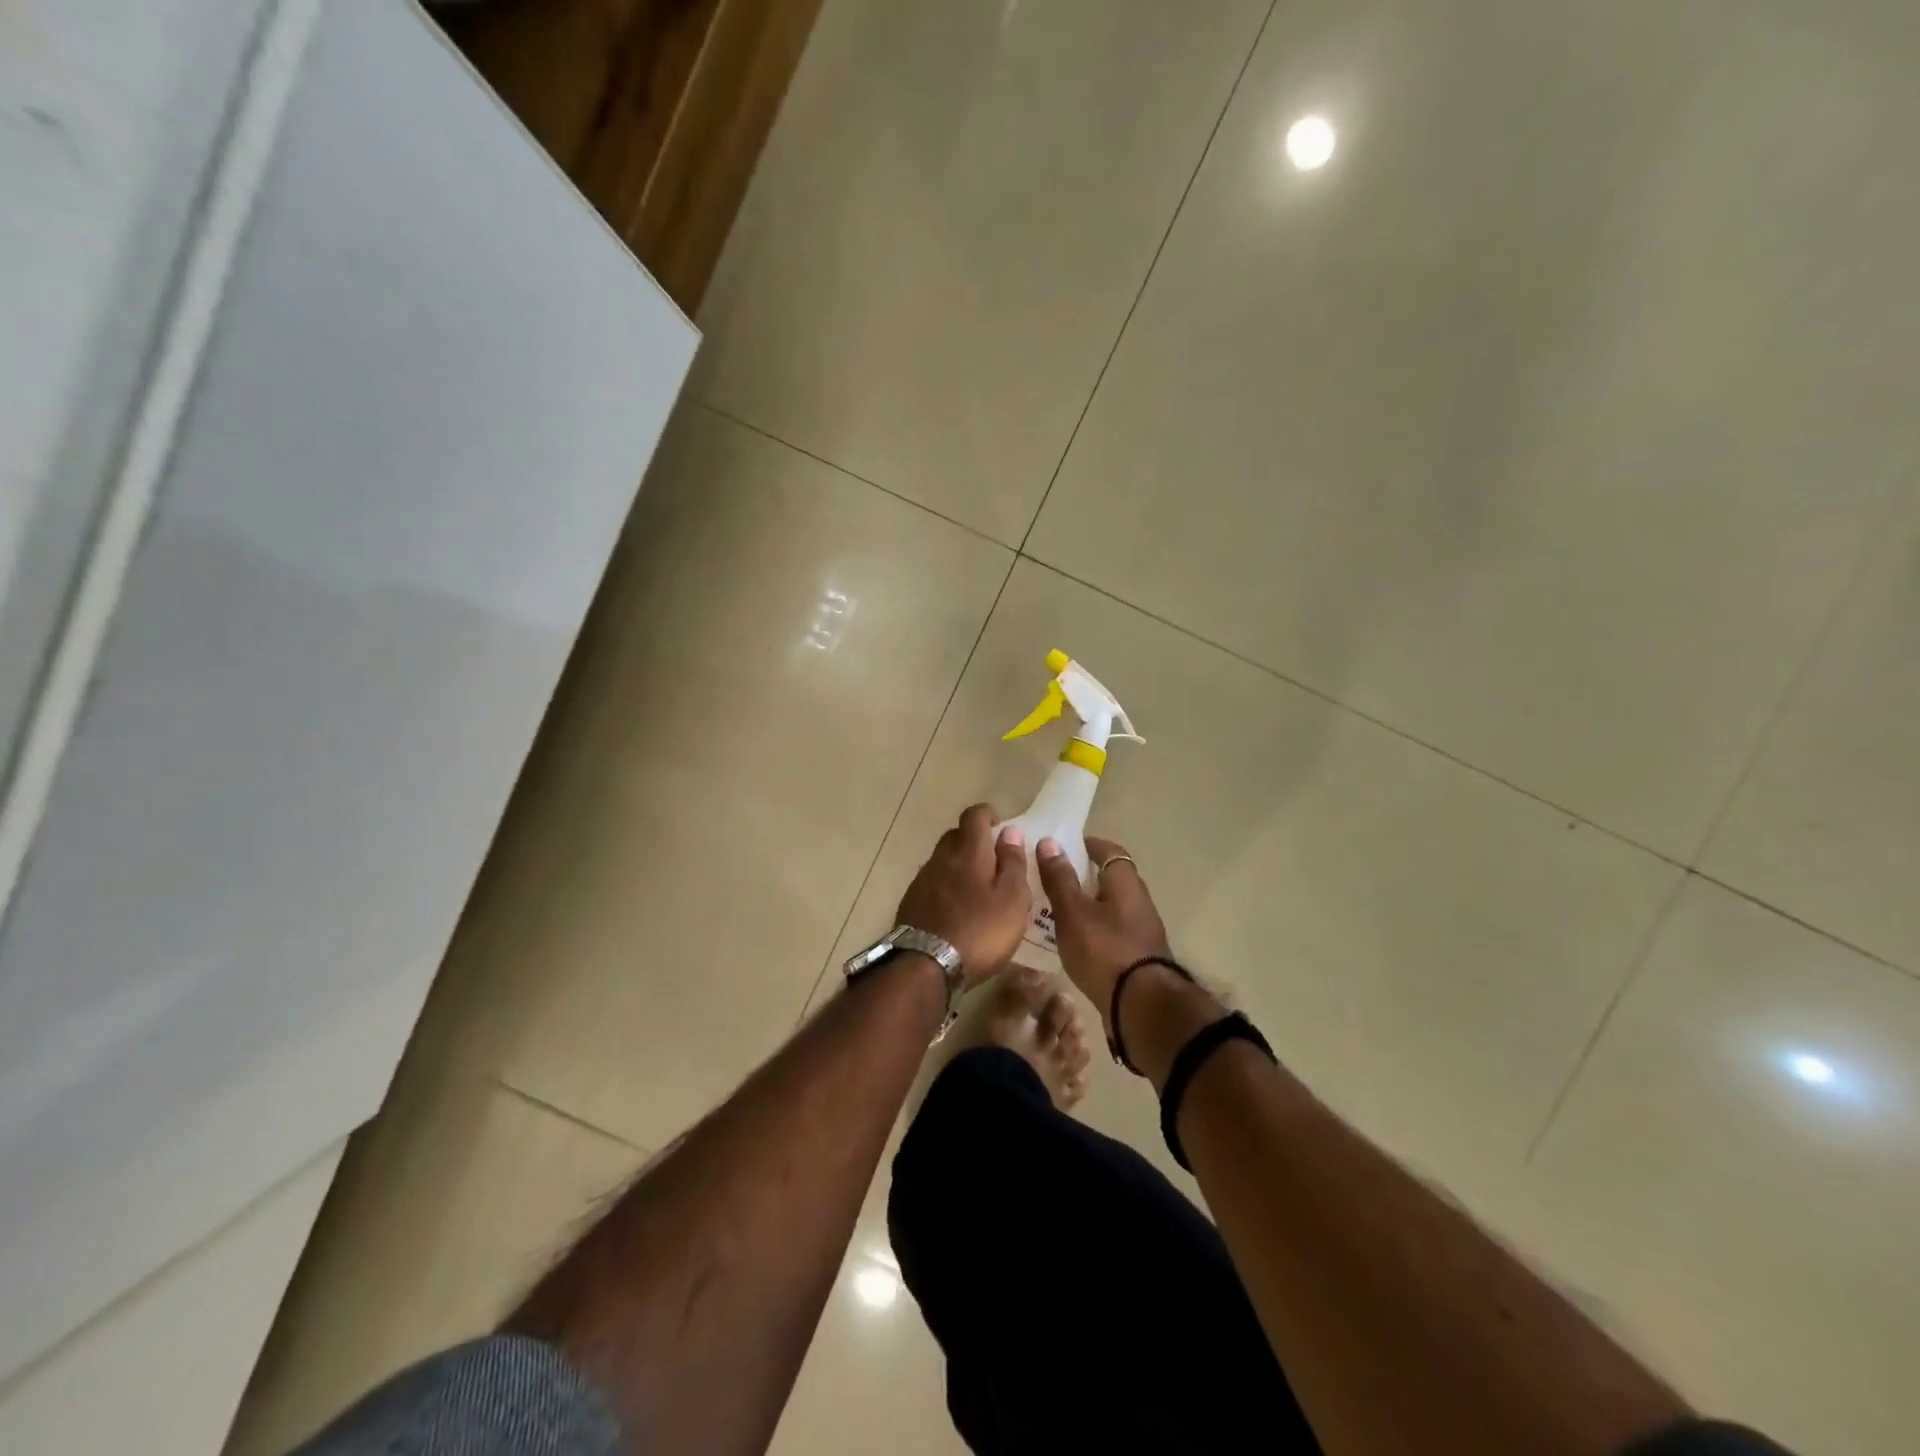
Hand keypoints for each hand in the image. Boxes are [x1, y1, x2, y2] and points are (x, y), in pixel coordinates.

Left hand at [895, 805, 1031, 987]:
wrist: (925, 966)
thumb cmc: (979, 931)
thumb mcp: (1012, 900)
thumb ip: (1013, 863)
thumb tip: (1010, 832)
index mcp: (969, 852)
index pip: (974, 816)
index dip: (987, 813)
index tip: (999, 823)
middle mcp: (941, 858)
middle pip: (955, 836)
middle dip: (973, 839)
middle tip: (993, 859)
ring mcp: (922, 880)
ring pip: (942, 860)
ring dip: (959, 864)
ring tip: (977, 887)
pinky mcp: (911, 902)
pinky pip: (932, 883)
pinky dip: (946, 886)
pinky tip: (956, 907)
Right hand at [1036, 835, 1173, 1024]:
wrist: (1142, 1006)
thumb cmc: (1105, 950)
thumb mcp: (1073, 912)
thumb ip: (1060, 878)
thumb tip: (1050, 842)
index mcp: (1126, 882)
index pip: (1109, 851)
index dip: (1088, 845)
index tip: (1063, 846)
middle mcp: (1139, 901)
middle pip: (1110, 879)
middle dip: (1083, 876)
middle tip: (1052, 879)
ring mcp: (1142, 931)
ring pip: (1110, 908)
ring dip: (1087, 906)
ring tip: (1055, 912)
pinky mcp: (1138, 957)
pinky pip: (1111, 932)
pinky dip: (1092, 930)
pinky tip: (1073, 942)